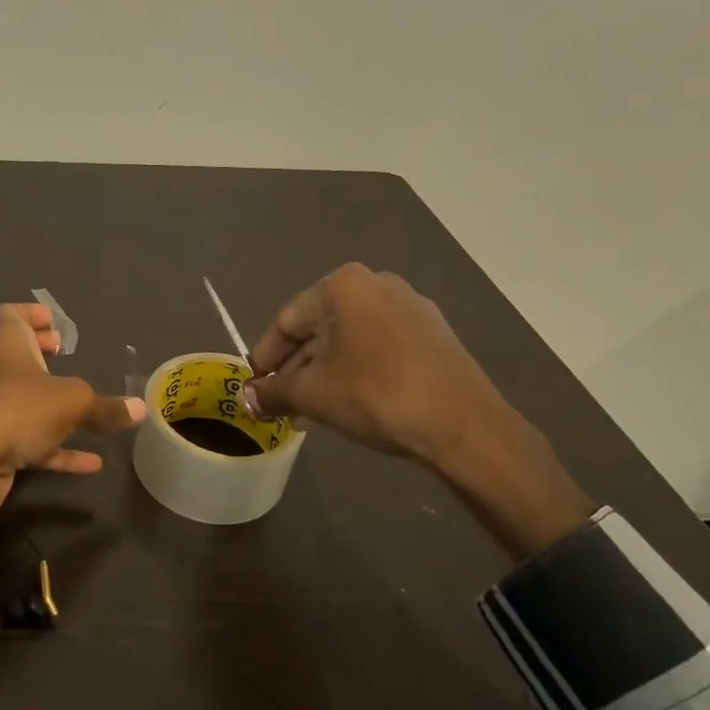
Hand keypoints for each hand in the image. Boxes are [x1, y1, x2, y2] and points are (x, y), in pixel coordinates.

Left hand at [0, 303, 143, 523]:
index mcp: (6, 346)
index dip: (29, 314)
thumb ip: (106, 407)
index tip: (53, 322)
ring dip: (51, 402)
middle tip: (61, 353)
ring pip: (24, 400)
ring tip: (85, 406)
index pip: (8, 315)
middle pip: (12, 354)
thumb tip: (140, 408)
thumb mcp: (73, 403)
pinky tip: (93, 463)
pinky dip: (61, 450)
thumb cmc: (19, 410)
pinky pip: (34, 443)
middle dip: (37, 352)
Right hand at [244, 263, 519, 466]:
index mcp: (343, 286)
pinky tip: (345, 403)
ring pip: (348, 341)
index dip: (264, 357)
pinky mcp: (432, 334)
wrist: (462, 424)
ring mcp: (410, 308)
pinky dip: (354, 371)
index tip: (253, 386)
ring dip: (323, 374)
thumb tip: (247, 399)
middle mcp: (377, 285)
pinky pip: (377, 348)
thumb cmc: (376, 395)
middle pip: (318, 329)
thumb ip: (274, 392)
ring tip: (307, 413)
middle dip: (294, 369)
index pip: (286, 320)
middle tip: (278, 403)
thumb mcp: (313, 395)